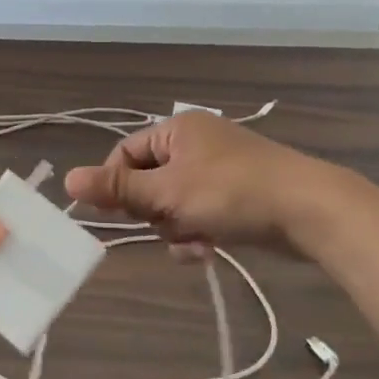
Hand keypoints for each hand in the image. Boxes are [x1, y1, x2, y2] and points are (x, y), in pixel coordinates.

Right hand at [63, 112, 363, 256]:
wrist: (311, 212)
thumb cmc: (232, 193)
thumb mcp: (168, 192)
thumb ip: (117, 188)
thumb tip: (66, 180)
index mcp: (177, 129)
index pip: (124, 154)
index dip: (116, 185)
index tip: (116, 214)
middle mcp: (196, 143)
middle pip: (148, 181)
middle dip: (154, 212)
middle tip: (169, 224)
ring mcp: (218, 169)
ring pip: (172, 204)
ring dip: (177, 228)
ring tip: (197, 241)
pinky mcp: (236, 195)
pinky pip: (198, 213)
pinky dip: (198, 232)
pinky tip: (210, 249)